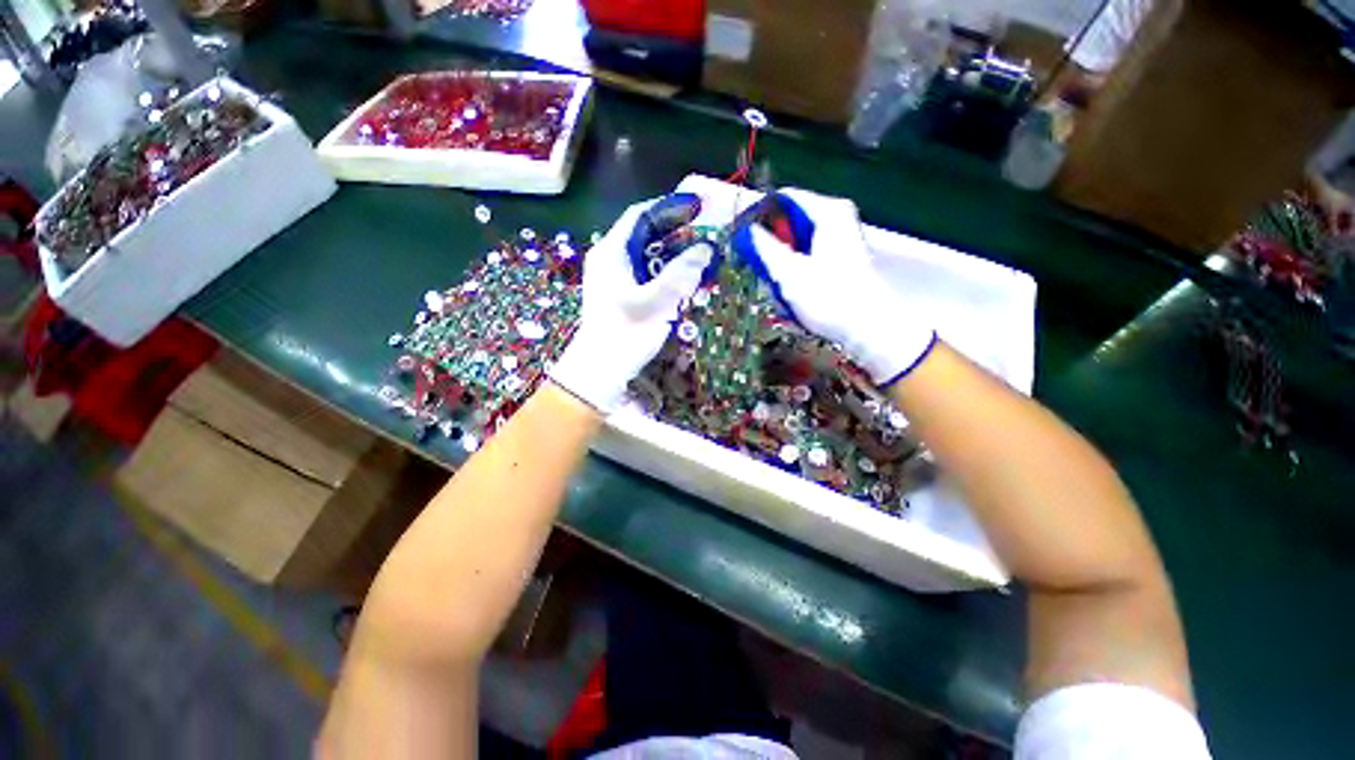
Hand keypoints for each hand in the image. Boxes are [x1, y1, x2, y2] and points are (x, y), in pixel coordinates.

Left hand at [549, 196, 713, 413]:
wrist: (600, 371)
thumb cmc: (625, 333)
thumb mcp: (657, 302)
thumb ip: (681, 273)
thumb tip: (706, 248)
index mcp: (610, 252)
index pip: (638, 215)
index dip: (667, 208)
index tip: (696, 209)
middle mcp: (608, 259)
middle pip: (643, 235)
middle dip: (674, 233)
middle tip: (703, 236)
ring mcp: (613, 279)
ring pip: (646, 256)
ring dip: (671, 255)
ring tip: (698, 258)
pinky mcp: (619, 295)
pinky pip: (645, 274)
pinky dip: (664, 273)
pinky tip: (682, 281)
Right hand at [734, 188, 936, 384]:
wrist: (868, 328)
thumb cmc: (828, 298)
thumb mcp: (789, 273)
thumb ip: (765, 248)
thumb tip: (750, 230)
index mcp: (828, 212)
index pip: (784, 198)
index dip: (759, 214)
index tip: (740, 234)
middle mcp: (838, 218)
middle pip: (792, 219)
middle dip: (771, 241)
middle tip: (756, 263)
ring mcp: (841, 238)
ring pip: (798, 239)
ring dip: (781, 257)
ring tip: (773, 280)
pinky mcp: (841, 257)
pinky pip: (808, 252)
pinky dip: (795, 265)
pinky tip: (790, 287)